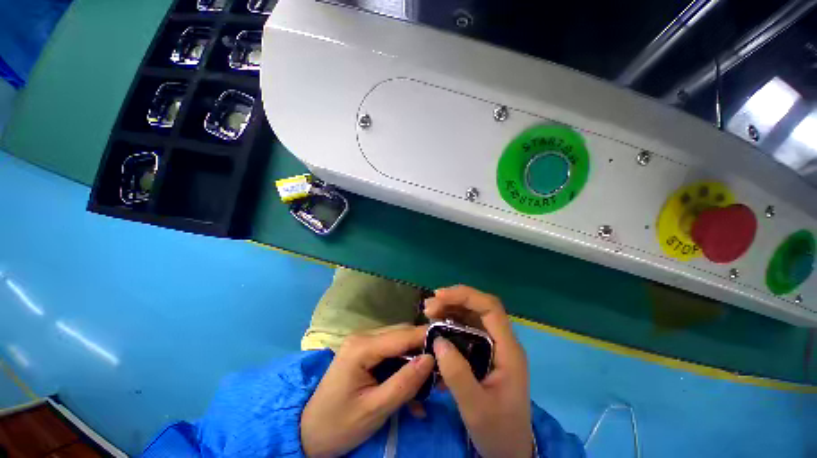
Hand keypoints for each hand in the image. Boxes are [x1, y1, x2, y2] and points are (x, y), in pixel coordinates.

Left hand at [300, 326, 434, 456]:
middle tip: (443, 369)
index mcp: (362, 347)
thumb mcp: (375, 409)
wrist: (308, 433)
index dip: (427, 338)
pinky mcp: (365, 352)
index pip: (402, 335)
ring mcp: (363, 343)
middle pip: (402, 335)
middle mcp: (363, 336)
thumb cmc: (338, 425)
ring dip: (415, 361)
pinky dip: (404, 367)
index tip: (450, 346)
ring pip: (399, 343)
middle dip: (423, 350)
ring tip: (431, 383)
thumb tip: (431, 358)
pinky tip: (412, 390)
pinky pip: (391, 353)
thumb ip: (405, 383)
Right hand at [425, 286, 533, 457]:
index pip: (491, 308)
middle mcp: (503, 341)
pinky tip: (437, 327)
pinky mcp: (485, 352)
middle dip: (454, 300)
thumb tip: (438, 340)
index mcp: (508, 350)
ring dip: (451, 309)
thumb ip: (457, 374)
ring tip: (429, 312)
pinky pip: (468, 328)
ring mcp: (494, 346)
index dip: (466, 296)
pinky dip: (451, 322)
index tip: (440, 296)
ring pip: (473, 316)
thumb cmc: (497, 430)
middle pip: (480, 307)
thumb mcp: (475, 407)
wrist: (509, 450)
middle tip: (428, 307)